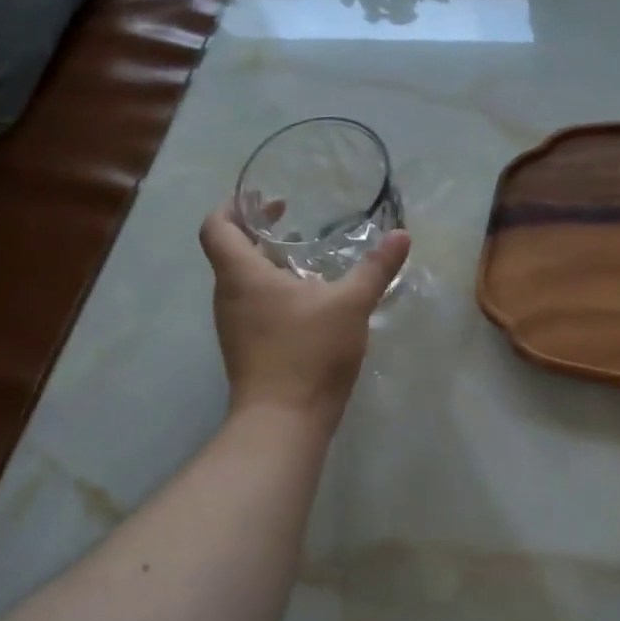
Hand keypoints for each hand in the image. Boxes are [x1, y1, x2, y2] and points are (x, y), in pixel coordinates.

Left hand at [198, 206, 409, 423]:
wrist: (283, 422)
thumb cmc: (308, 352)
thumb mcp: (350, 304)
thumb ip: (376, 268)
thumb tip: (402, 235)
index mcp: (242, 275)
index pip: (216, 227)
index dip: (232, 206)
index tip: (262, 198)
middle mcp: (228, 296)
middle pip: (228, 251)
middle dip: (257, 231)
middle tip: (291, 219)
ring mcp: (234, 325)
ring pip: (241, 280)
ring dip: (266, 262)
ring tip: (304, 256)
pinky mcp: (246, 347)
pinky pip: (251, 304)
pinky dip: (271, 289)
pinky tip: (308, 299)